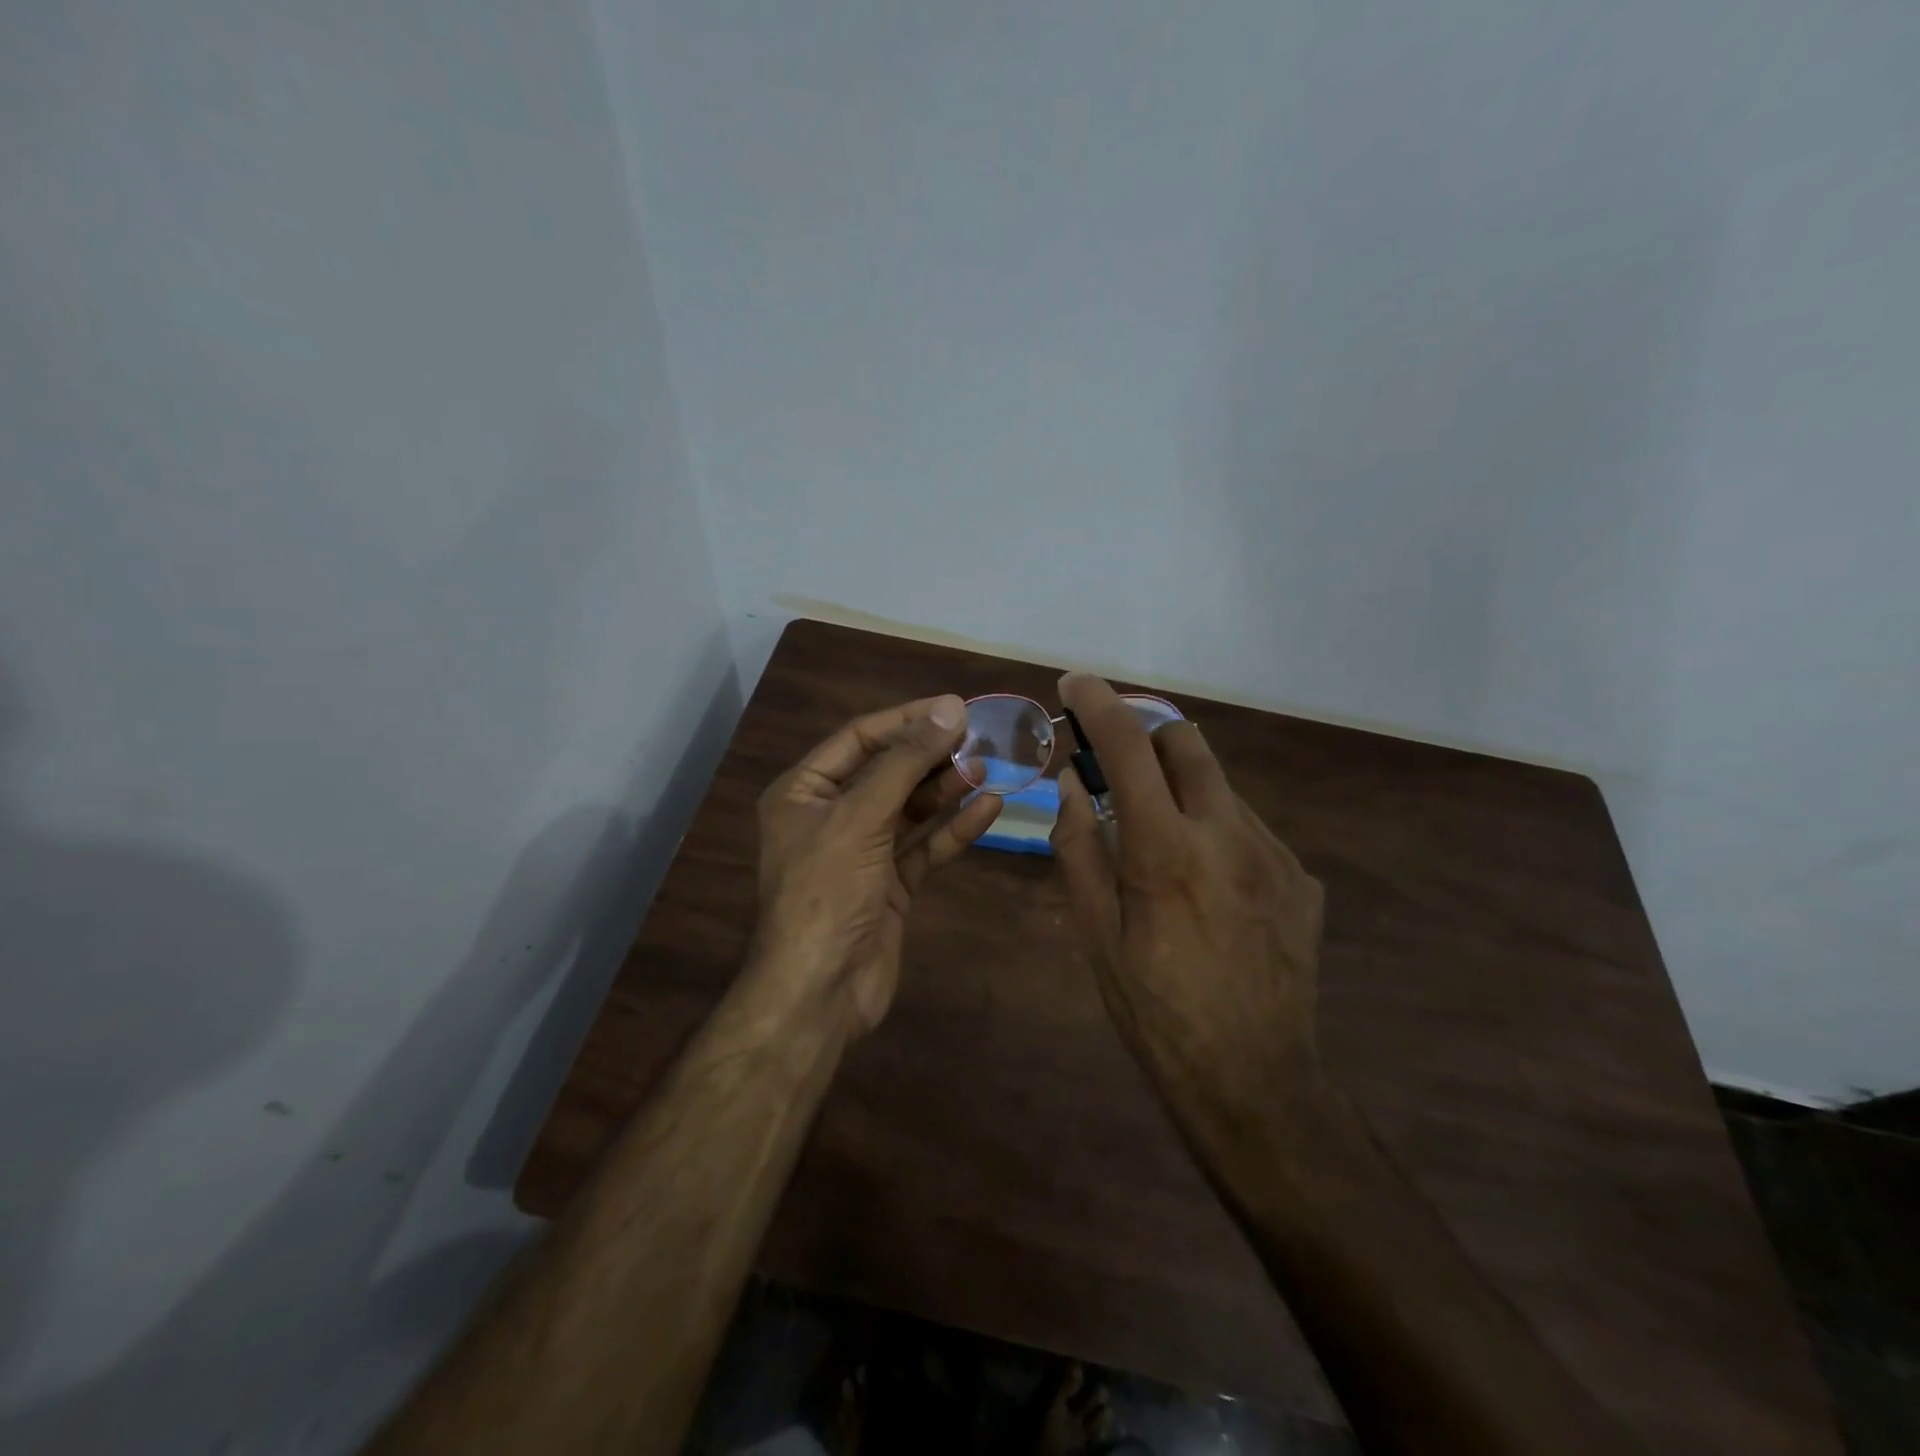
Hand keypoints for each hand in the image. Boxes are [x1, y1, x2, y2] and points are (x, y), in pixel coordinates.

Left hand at [755, 694, 1001, 1034]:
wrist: (820, 992)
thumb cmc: (826, 891)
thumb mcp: (860, 817)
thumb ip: (905, 762)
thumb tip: (948, 708)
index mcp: (803, 792)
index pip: (859, 738)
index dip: (906, 720)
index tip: (954, 707)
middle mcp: (831, 816)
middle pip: (888, 772)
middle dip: (932, 755)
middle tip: (980, 736)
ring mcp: (862, 852)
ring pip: (910, 809)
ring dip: (947, 789)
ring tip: (987, 766)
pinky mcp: (890, 885)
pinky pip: (925, 847)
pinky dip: (955, 829)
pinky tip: (990, 808)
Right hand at [1050, 672, 1326, 1139]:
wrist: (1256, 1080)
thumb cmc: (1156, 1012)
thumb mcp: (1096, 937)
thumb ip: (1079, 851)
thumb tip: (1069, 786)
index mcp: (1165, 850)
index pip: (1127, 746)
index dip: (1098, 702)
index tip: (1076, 682)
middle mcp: (1227, 834)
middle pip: (1187, 740)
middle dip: (1145, 732)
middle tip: (1116, 764)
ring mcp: (1274, 854)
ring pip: (1219, 783)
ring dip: (1180, 786)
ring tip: (1160, 841)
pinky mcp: (1301, 878)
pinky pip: (1248, 826)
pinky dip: (1214, 828)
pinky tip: (1206, 884)